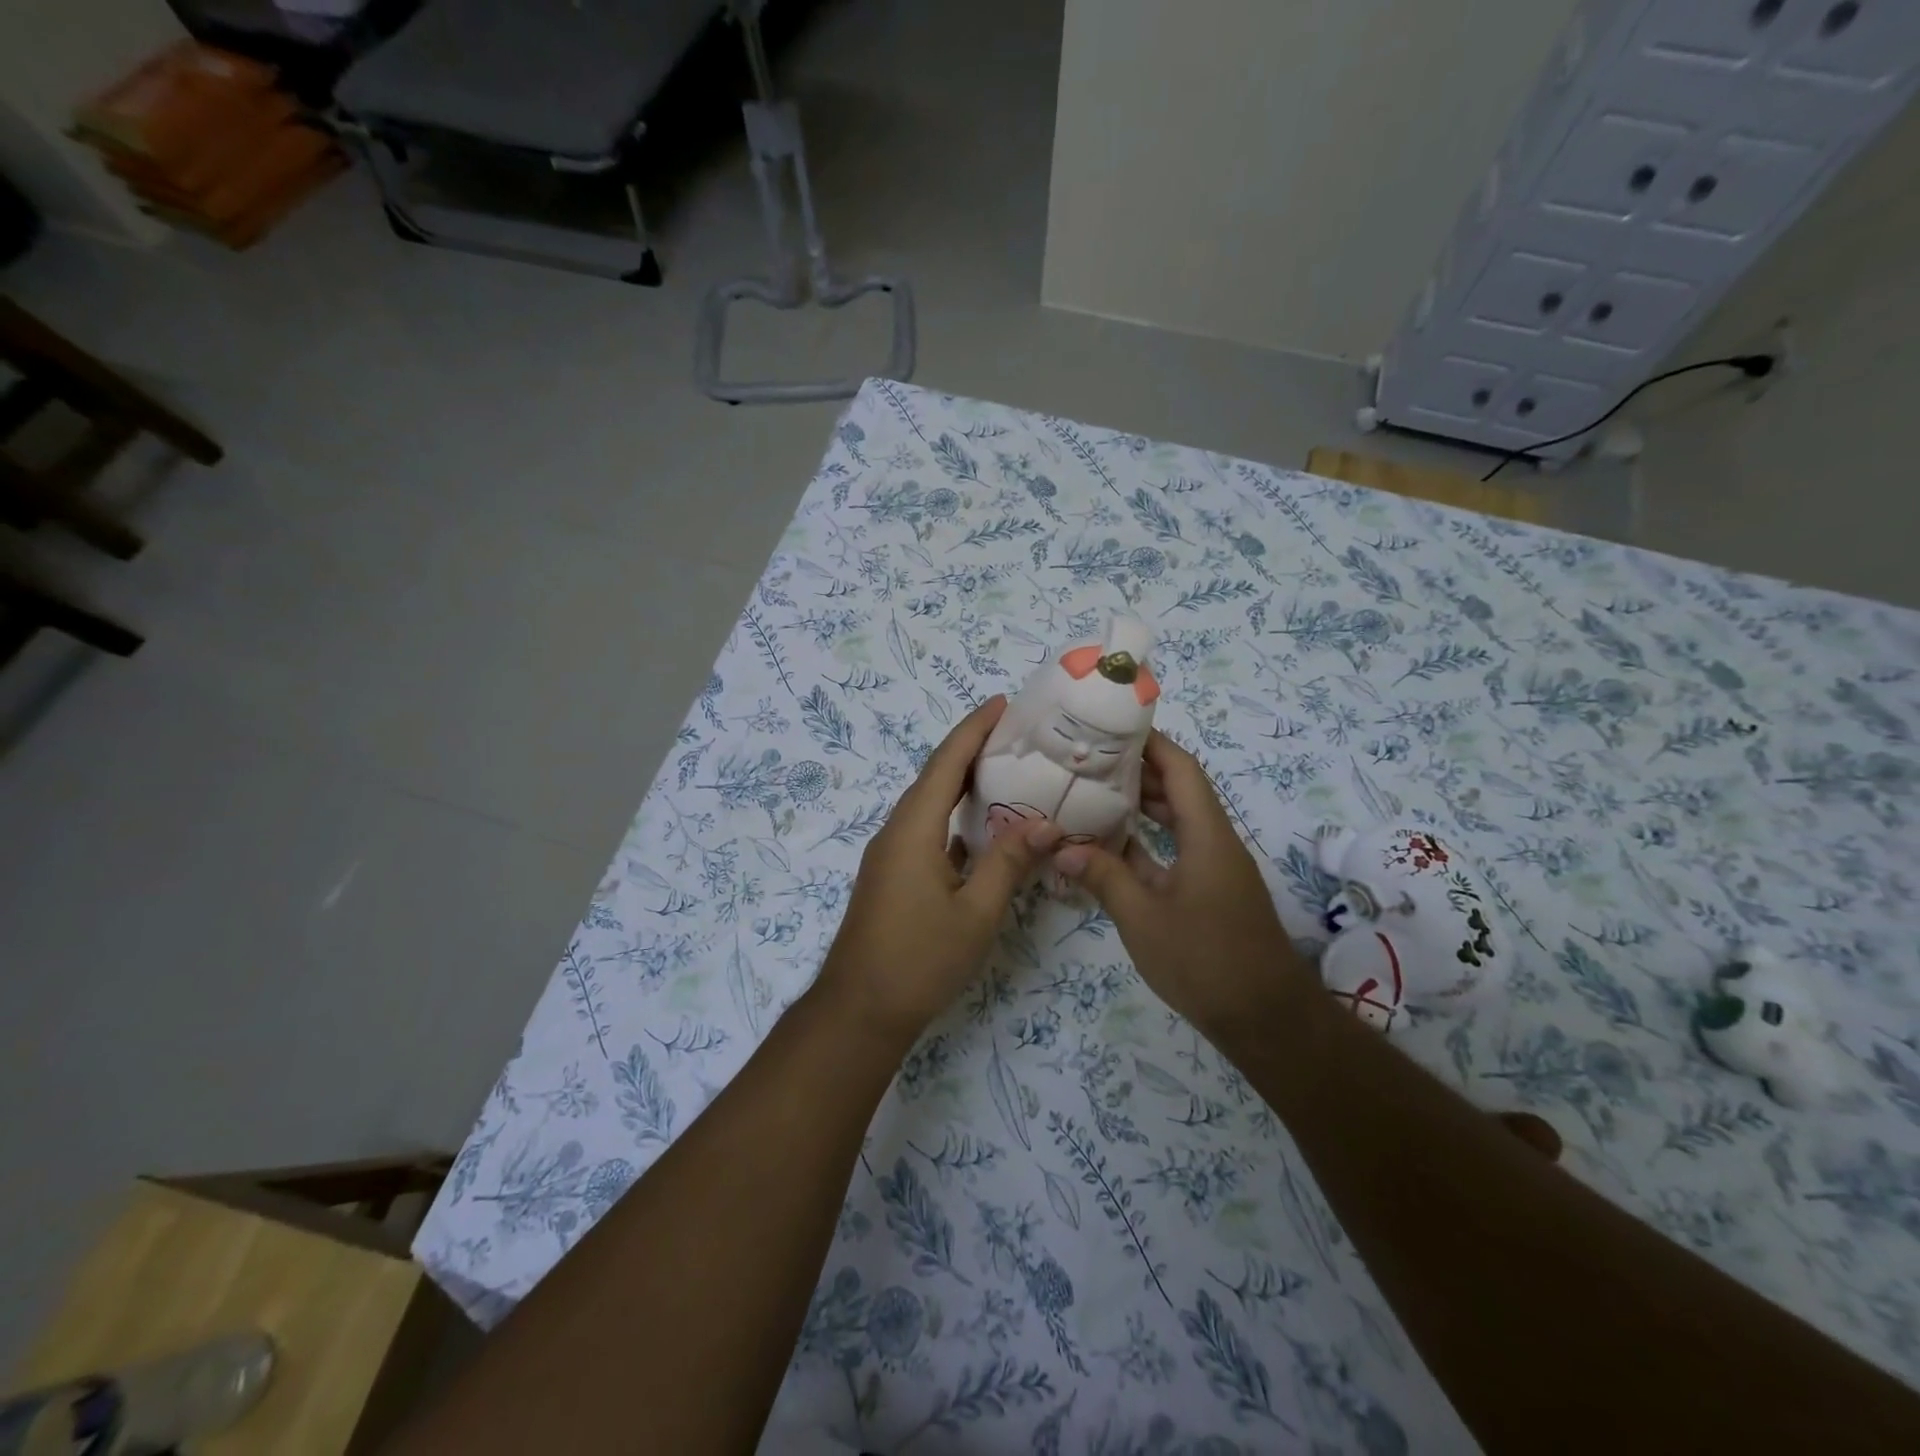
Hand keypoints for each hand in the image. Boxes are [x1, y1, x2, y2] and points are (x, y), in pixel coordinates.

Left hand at [813, 696, 1061, 1045]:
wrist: (860, 1010)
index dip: (973, 729)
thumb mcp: (975, 913)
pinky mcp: (893, 875)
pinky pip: (927, 830)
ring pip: (930, 804)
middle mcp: (897, 831)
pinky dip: (955, 817)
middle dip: (971, 749)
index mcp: (914, 829)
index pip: (946, 763)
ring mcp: (891, 854)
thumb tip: (1046, 824)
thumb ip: (1009, 864)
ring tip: (1005, 770)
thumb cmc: (919, 959)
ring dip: (962, 783)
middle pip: (935, 777)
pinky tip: (983, 828)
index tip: (1002, 703)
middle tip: (1015, 733)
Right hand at [1053, 731, 1315, 1040]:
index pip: (1181, 769)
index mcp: (1206, 834)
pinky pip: (1175, 851)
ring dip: (1141, 806)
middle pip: (1179, 790)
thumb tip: (1063, 849)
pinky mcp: (1208, 892)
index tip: (1111, 726)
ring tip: (1093, 792)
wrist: (1264, 1018)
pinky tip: (1109, 846)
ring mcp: (1213, 868)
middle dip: (1138, 770)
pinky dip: (1146, 843)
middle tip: (1089, 758)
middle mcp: (1214, 841)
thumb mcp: (1143, 919)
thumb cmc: (1205, 960)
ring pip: (1176, 821)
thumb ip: (1104, 878)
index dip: (1151, 743)